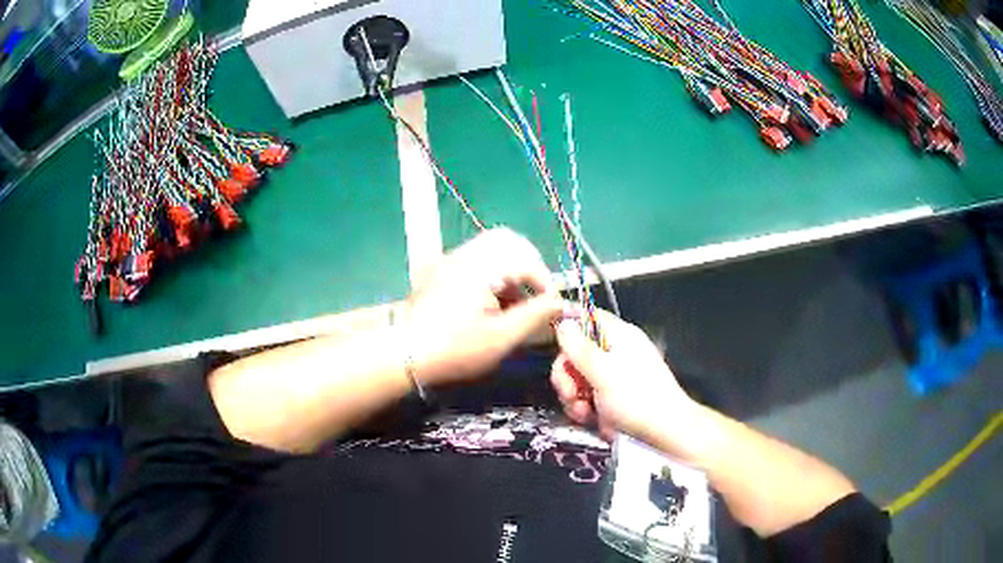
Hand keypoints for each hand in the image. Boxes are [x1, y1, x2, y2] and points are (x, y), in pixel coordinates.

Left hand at [403, 228, 569, 386]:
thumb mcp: (502, 337)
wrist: (404, 355)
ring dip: (510, 266)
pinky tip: (491, 301)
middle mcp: (464, 254)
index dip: (545, 282)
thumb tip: (563, 305)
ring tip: (515, 301)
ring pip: (489, 247)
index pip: (526, 261)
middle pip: (507, 240)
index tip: (550, 307)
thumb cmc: (456, 349)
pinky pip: (473, 258)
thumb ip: (536, 316)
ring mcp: (448, 260)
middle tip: (536, 292)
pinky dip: (491, 270)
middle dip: (528, 263)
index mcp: (482, 266)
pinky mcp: (438, 270)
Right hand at [551, 311, 695, 444]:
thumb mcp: (603, 373)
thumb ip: (579, 348)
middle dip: (568, 376)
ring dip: (575, 397)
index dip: (568, 329)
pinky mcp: (615, 396)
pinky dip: (587, 407)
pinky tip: (591, 420)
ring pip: (580, 378)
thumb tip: (563, 321)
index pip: (587, 317)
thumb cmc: (637, 399)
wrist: (667, 432)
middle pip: (577, 352)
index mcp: (619, 335)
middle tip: (570, 394)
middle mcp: (617, 351)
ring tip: (584, 414)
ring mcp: (616, 375)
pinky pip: (591, 396)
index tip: (557, 351)